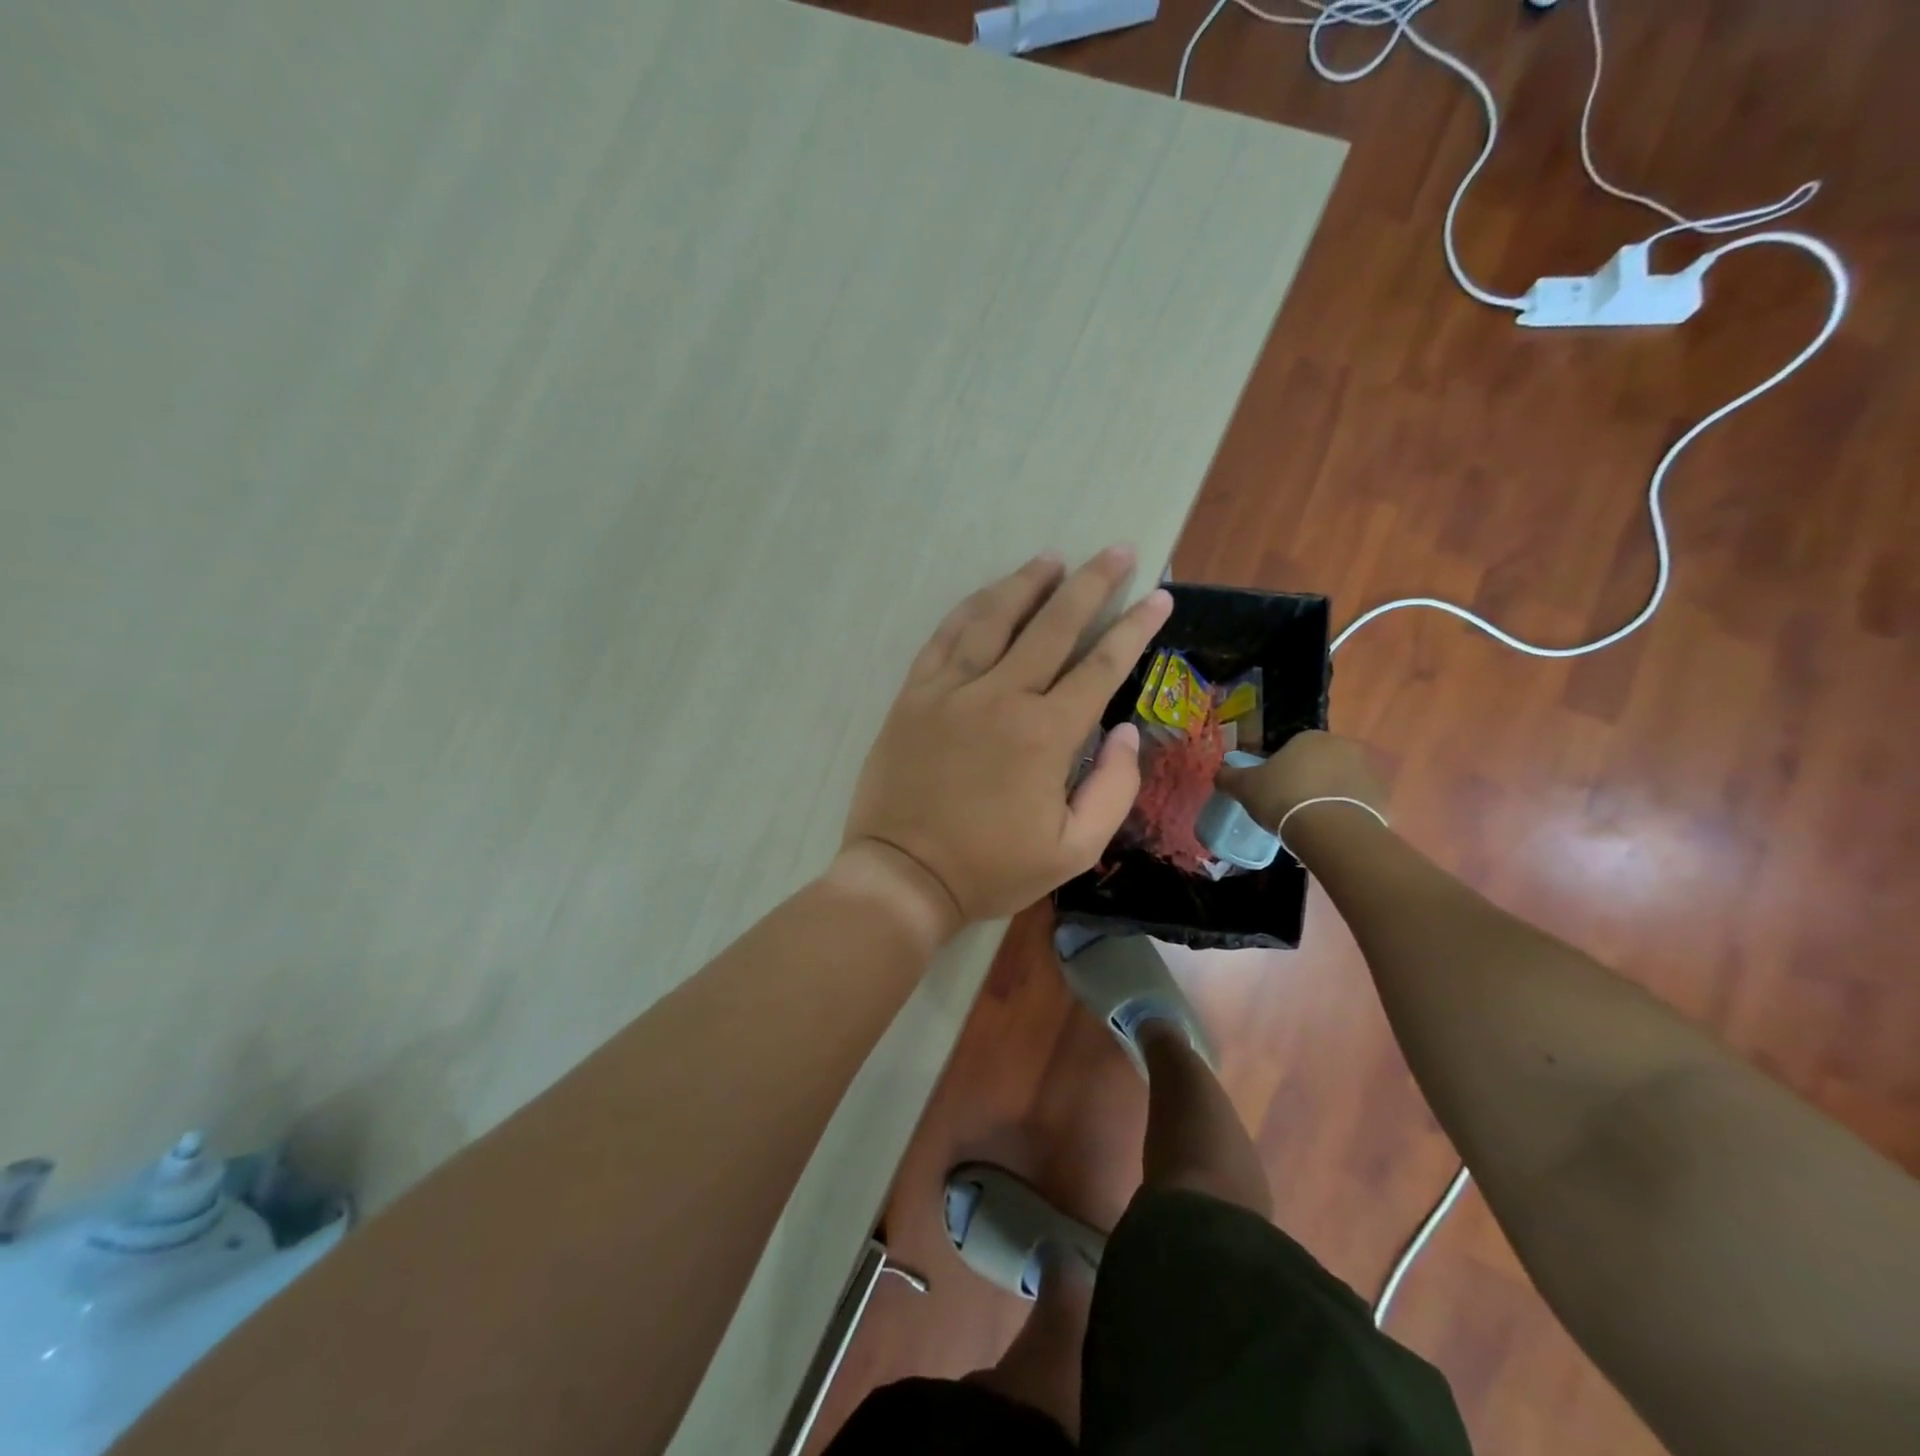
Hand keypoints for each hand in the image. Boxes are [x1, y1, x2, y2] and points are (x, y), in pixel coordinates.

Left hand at [840, 547, 1172, 936]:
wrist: (903, 875)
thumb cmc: (991, 869)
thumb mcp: (1073, 850)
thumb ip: (1113, 789)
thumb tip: (1127, 732)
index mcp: (1046, 734)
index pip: (1101, 666)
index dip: (1135, 627)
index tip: (1159, 596)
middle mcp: (1001, 696)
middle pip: (1053, 624)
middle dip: (1091, 583)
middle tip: (1116, 551)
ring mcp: (951, 690)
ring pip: (994, 618)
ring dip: (1027, 583)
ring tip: (1052, 558)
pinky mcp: (914, 695)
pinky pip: (945, 637)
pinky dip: (969, 609)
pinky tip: (987, 595)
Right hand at [1214, 729, 1385, 832]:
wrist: (1331, 830)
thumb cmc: (1284, 798)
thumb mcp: (1245, 787)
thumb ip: (1230, 777)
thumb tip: (1218, 772)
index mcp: (1310, 737)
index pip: (1293, 748)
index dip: (1282, 769)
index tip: (1274, 790)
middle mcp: (1343, 746)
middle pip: (1320, 762)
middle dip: (1309, 780)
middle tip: (1292, 805)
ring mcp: (1368, 770)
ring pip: (1341, 782)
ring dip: (1330, 795)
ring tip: (1313, 822)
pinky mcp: (1383, 797)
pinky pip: (1359, 803)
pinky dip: (1347, 812)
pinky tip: (1332, 830)